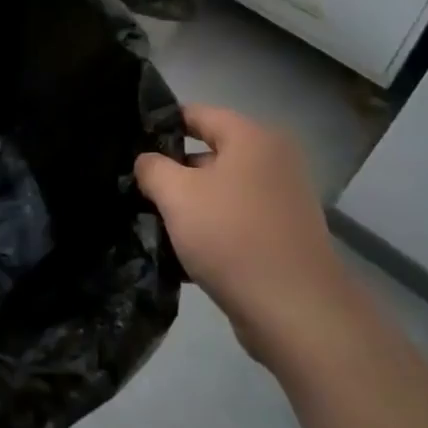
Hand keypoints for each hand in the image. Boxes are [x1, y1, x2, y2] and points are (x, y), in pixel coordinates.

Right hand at [136, 106, 351, 363]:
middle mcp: (272, 161)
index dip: (161, 125)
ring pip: (220, 192)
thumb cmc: (233, 237)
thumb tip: (147, 161)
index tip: (130, 143)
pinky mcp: (283, 238)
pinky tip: (180, 256)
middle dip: (173, 172)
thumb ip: (153, 168)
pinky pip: (236, 222)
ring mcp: (281, 201)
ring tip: (152, 223)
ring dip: (190, 206)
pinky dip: (211, 232)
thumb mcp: (177, 195)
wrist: (297, 313)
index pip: (196, 114)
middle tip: (137, 188)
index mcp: (252, 138)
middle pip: (209, 154)